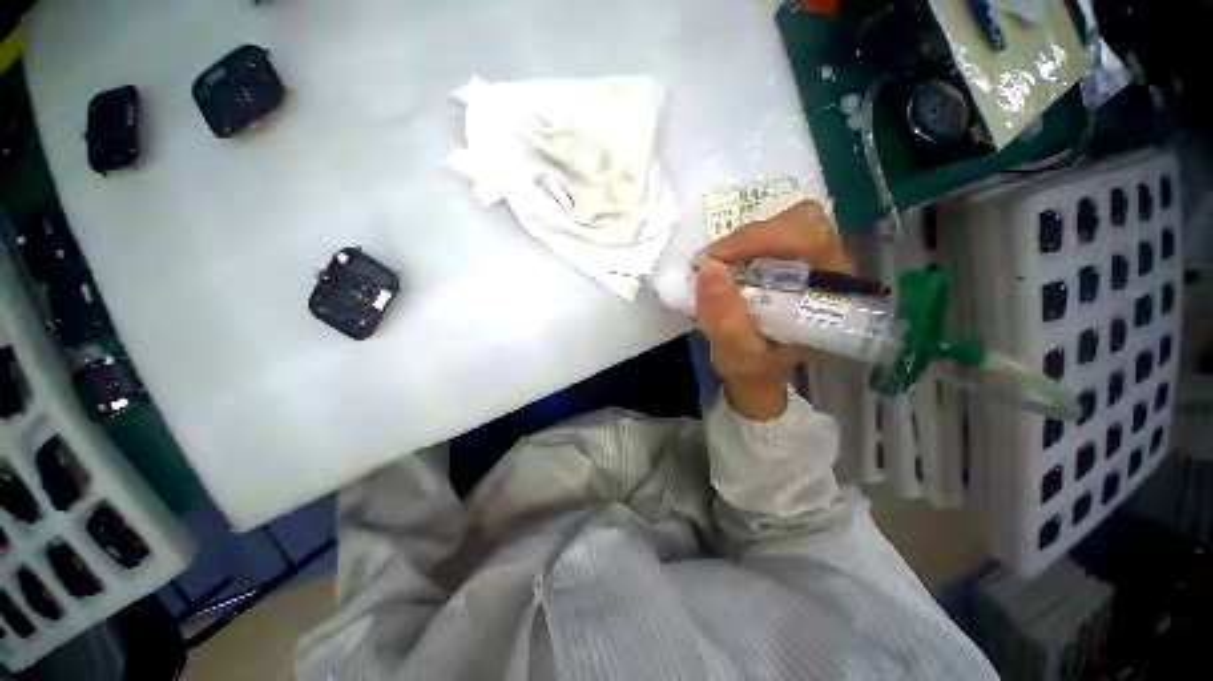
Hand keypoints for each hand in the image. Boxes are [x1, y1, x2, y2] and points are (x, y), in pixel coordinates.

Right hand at [696, 201, 854, 420]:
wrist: (757, 371)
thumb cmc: (754, 367)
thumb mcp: (735, 353)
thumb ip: (724, 319)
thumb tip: (708, 266)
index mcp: (832, 295)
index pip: (811, 239)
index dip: (763, 237)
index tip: (718, 257)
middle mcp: (831, 270)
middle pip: (801, 222)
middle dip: (751, 236)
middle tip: (716, 259)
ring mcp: (813, 260)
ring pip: (785, 222)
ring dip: (746, 239)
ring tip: (719, 264)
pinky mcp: (793, 259)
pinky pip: (771, 233)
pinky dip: (743, 243)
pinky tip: (728, 263)